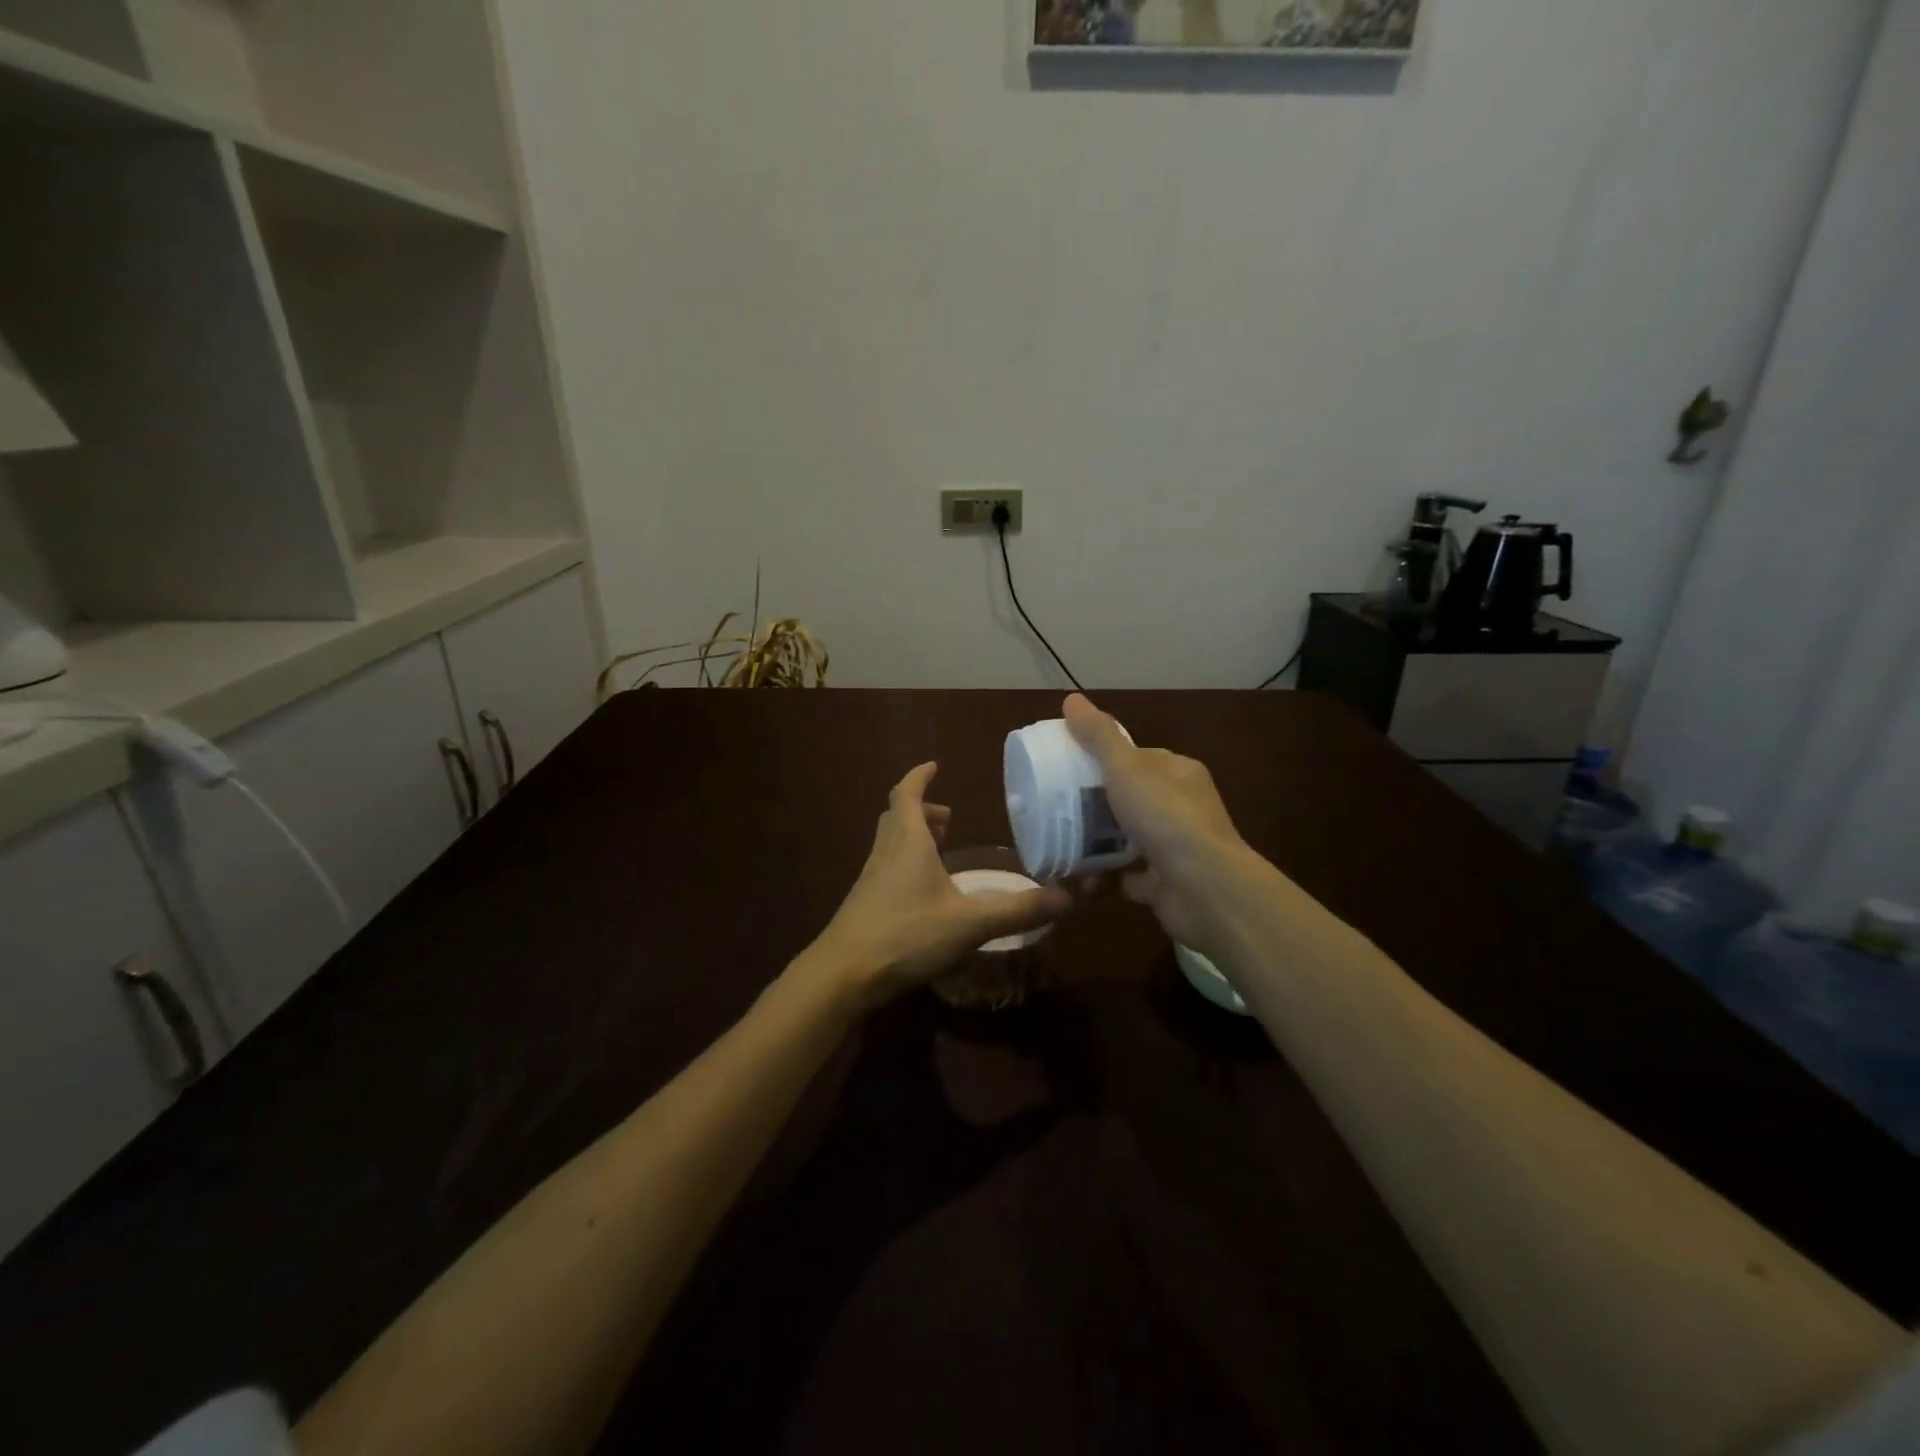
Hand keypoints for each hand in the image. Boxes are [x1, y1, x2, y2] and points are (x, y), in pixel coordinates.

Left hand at [803, 763, 1069, 1008]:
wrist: (843, 974)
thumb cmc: (905, 935)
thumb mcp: (969, 923)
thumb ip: (1017, 911)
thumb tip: (1067, 898)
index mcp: (907, 842)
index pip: (907, 794)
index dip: (919, 776)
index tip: (933, 765)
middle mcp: (885, 853)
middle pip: (896, 816)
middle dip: (920, 809)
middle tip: (947, 816)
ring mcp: (870, 879)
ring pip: (889, 843)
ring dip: (912, 836)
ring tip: (937, 848)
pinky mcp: (864, 904)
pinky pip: (886, 868)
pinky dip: (905, 864)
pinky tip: (922, 893)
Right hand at [1062, 694, 1259, 953]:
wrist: (1203, 888)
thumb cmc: (1165, 818)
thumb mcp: (1125, 768)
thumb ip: (1098, 736)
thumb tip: (1071, 698)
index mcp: (1178, 772)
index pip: (1138, 758)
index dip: (1104, 760)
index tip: (1068, 768)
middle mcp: (1182, 807)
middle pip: (1130, 799)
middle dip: (1095, 806)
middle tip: (1058, 810)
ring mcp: (1176, 847)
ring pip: (1127, 839)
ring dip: (1096, 844)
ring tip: (1061, 845)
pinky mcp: (1167, 883)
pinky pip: (1128, 876)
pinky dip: (1105, 877)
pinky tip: (1080, 878)